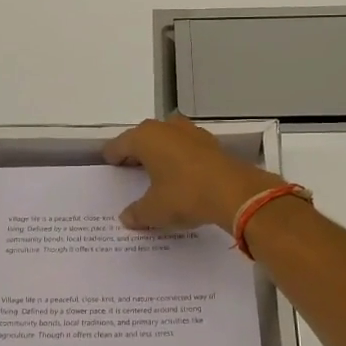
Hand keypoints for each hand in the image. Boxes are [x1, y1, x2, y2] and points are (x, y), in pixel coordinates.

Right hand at [104, 116, 283, 230]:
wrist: (235, 193)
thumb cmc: (185, 195)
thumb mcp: (154, 210)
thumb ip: (137, 213)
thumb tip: (127, 218)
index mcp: (145, 137)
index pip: (119, 144)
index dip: (113, 157)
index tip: (110, 167)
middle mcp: (166, 127)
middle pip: (143, 138)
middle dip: (137, 153)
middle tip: (130, 171)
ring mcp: (191, 132)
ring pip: (167, 140)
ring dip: (161, 153)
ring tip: (156, 173)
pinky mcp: (211, 142)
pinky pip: (186, 148)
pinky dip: (180, 159)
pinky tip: (182, 176)